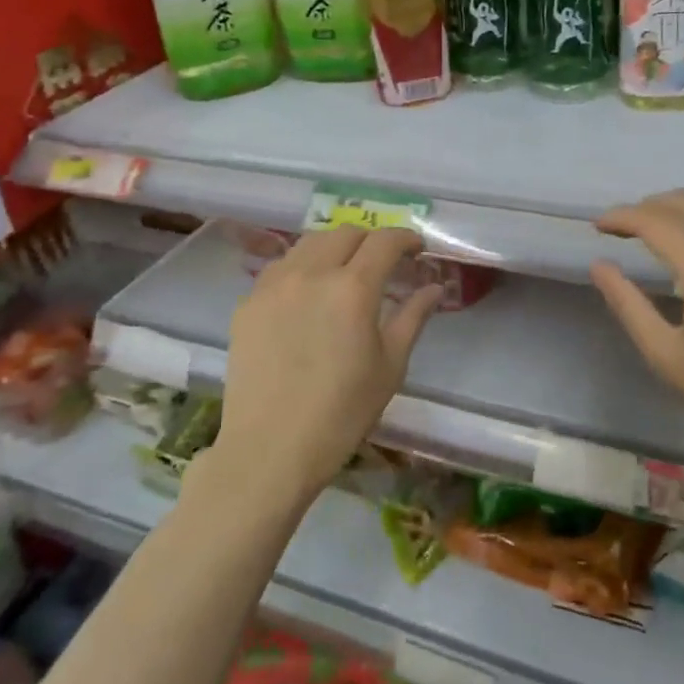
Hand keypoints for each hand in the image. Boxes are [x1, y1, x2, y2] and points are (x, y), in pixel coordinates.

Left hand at [219, 227, 442, 508]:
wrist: (269, 450)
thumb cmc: (342, 413)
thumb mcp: (390, 366)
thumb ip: (413, 316)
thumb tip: (435, 287)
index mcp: (352, 288)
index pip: (384, 242)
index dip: (406, 238)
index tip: (418, 248)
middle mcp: (311, 274)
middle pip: (346, 233)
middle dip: (371, 240)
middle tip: (384, 262)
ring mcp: (273, 285)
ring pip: (309, 243)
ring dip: (335, 247)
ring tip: (345, 269)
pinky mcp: (248, 303)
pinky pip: (280, 267)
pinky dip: (303, 267)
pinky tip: (309, 292)